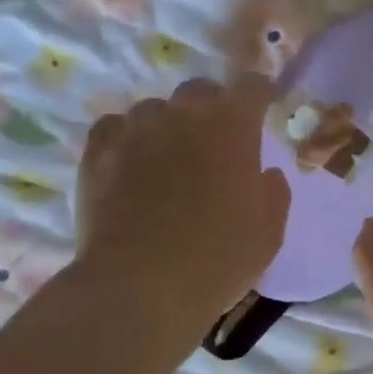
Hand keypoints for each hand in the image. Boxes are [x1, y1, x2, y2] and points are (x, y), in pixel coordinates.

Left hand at [76, 75, 290, 323]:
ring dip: (167, 126)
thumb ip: (273, 193)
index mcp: (233, 127)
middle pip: (201, 91)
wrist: (140, 287)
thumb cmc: (217, 260)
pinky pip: (115, 127)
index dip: (259, 95)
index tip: (262, 110)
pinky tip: (129, 165)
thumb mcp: (268, 233)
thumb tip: (264, 173)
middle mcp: (184, 114)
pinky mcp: (98, 150)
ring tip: (167, 159)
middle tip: (214, 143)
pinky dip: (127, 139)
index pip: (251, 86)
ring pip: (155, 109)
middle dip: (212, 108)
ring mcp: (136, 129)